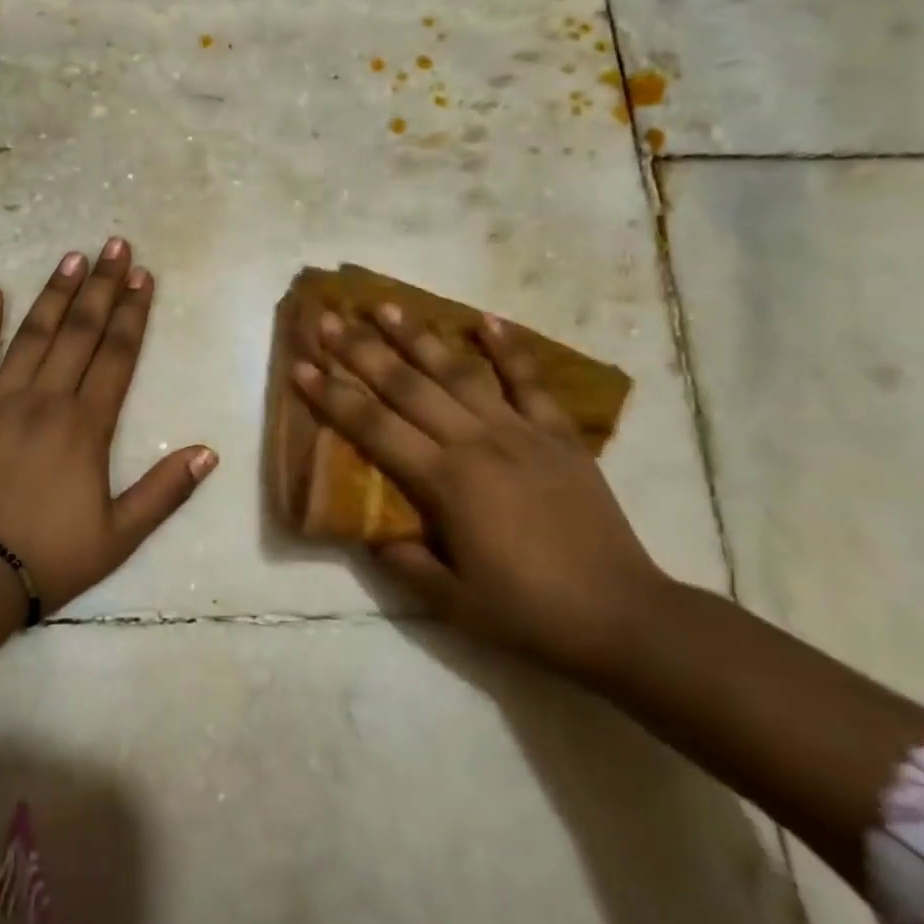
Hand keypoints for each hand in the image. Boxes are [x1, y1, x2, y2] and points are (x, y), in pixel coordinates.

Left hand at [0, 238, 218, 613]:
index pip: (118, 355)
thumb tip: (209, 451)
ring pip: (32, 334)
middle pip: (80, 332)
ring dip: (55, 293)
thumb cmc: (48, 556)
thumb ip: (164, 491)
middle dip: (102, 286)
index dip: (134, 313)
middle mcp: (45, 400)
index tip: (144, 276)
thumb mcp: (119, 535)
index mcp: (85, 426)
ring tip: (73, 257)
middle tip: (116, 245)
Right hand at [292, 305, 666, 676]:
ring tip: (386, 306)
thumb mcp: (452, 603)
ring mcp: (521, 433)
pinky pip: (528, 382)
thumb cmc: (529, 613)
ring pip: (459, 372)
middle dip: (362, 350)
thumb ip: (402, 561)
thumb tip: (371, 531)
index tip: (300, 366)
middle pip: (408, 386)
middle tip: (328, 318)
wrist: (623, 616)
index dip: (333, 396)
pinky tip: (485, 320)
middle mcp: (477, 443)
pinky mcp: (558, 435)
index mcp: (446, 482)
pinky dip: (508, 348)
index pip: (374, 428)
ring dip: (419, 337)